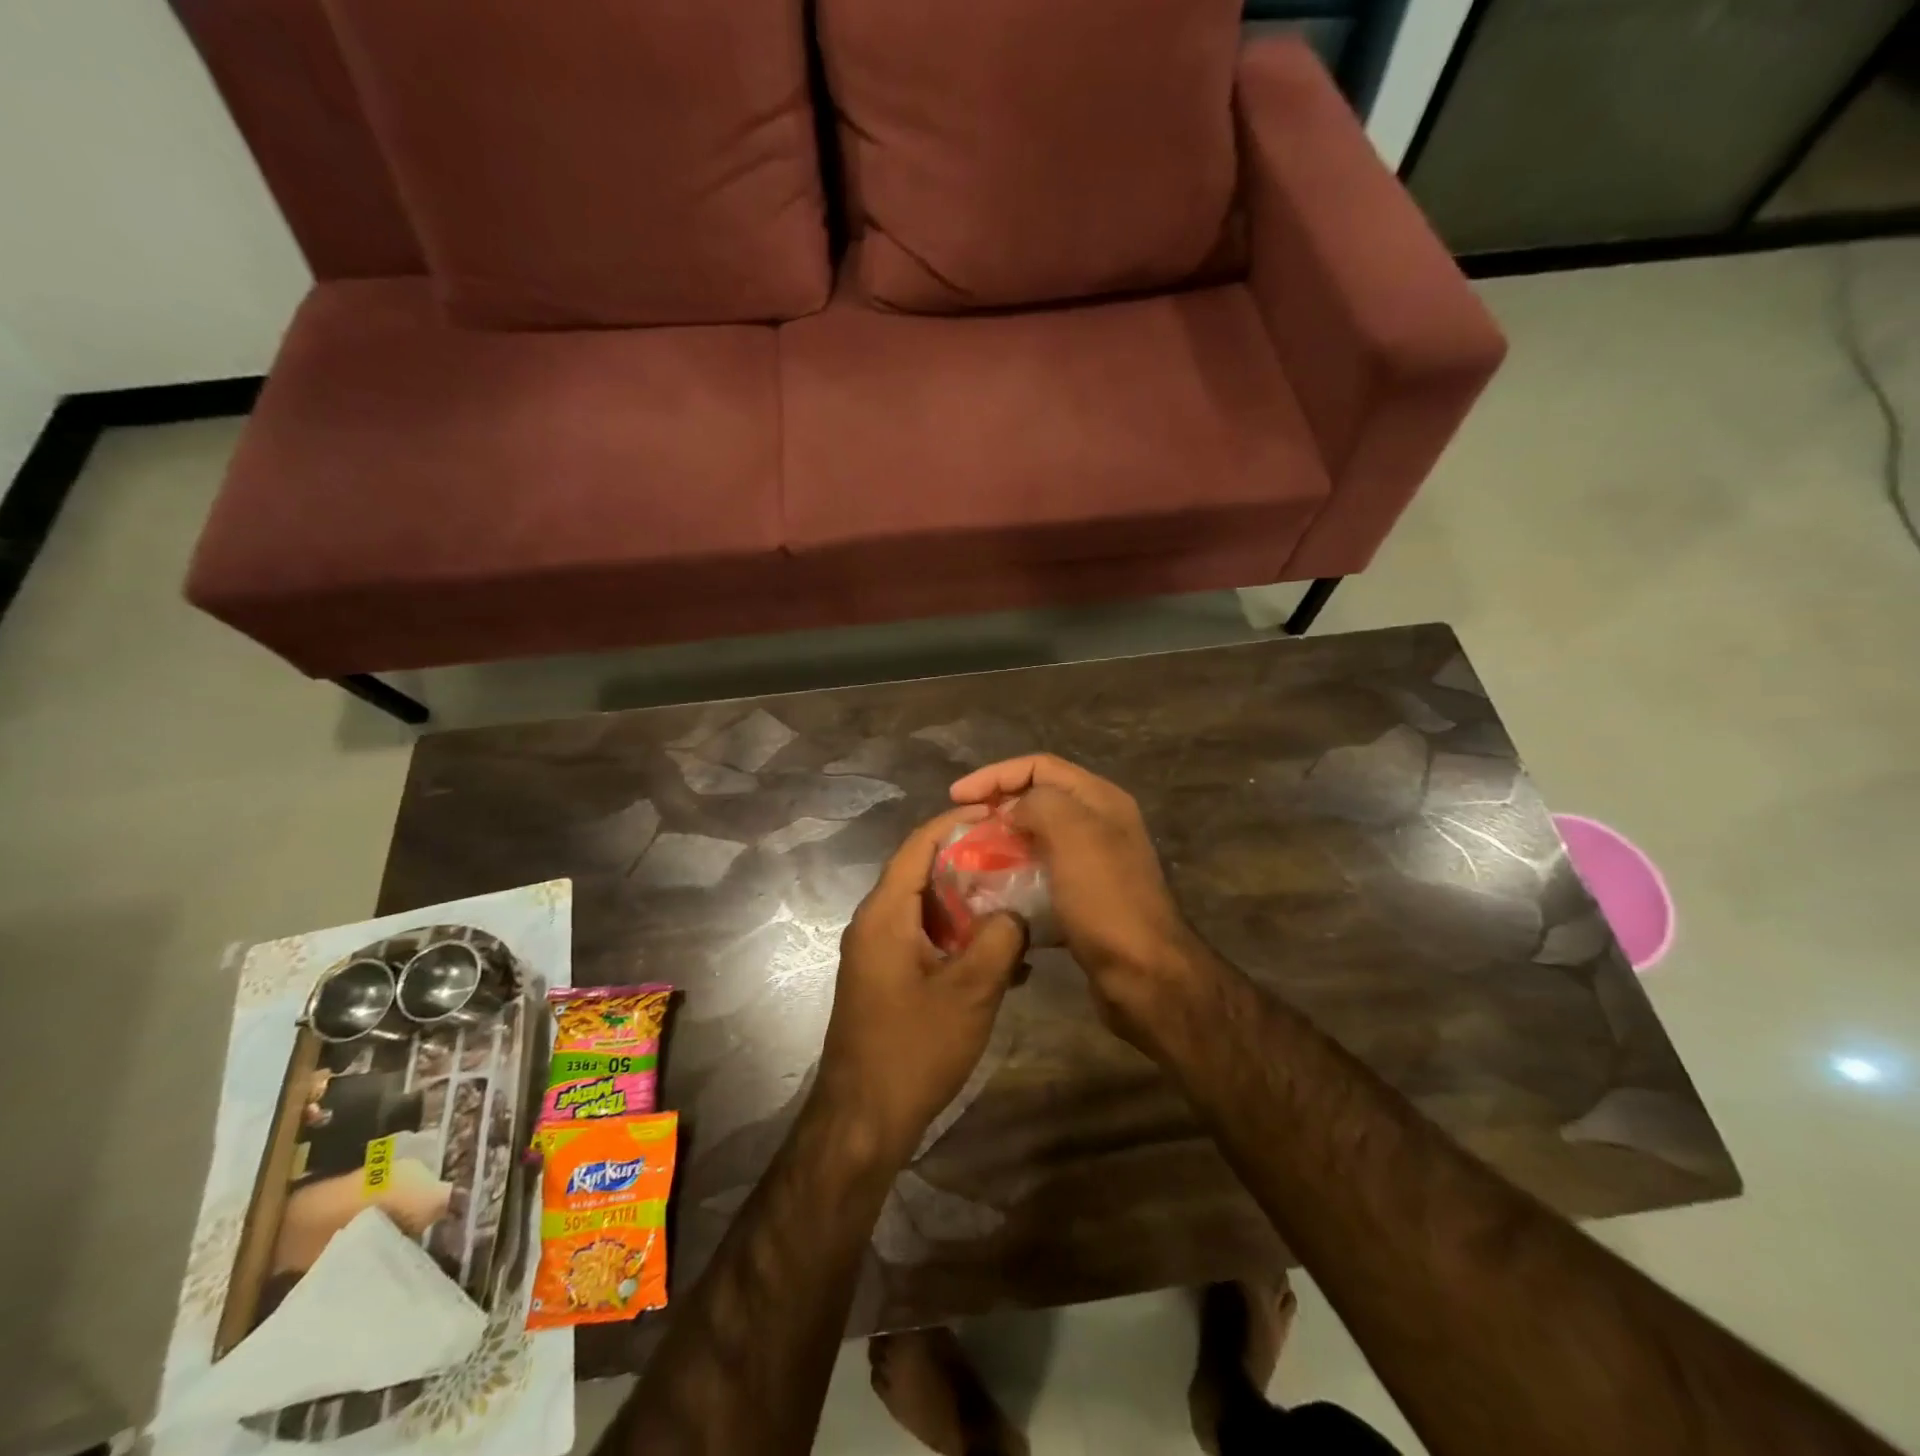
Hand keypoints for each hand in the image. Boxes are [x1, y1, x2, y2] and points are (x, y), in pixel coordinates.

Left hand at [815, 807, 1029, 1169]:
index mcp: (885, 913)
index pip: (919, 844)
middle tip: (1017, 856)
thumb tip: (1015, 912)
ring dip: (969, 903)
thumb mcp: (971, 991)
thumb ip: (1000, 939)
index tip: (997, 812)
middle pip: (923, 872)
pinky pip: (925, 939)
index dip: (956, 821)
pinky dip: (959, 937)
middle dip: (970, 861)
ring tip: (1017, 902)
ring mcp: (878, 952)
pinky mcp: (887, 977)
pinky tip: (1001, 957)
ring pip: (928, 908)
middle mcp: (875, 923)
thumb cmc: (914, 1049)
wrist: (864, 1120)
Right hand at [950, 755, 1197, 1043]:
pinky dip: (1014, 877)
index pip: (1040, 766)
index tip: (956, 796)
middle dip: (997, 808)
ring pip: (1037, 839)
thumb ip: (1039, 803)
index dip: (995, 774)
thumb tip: (1014, 811)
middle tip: (961, 826)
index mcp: (1100, 800)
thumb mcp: (1073, 834)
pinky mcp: (1083, 900)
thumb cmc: (1106, 899)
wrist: (1143, 974)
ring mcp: (1093, 864)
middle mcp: (1099, 825)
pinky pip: (1040, 876)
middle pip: (1038, 800)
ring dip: (1002, 844)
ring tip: (969, 858)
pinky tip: (990, 891)